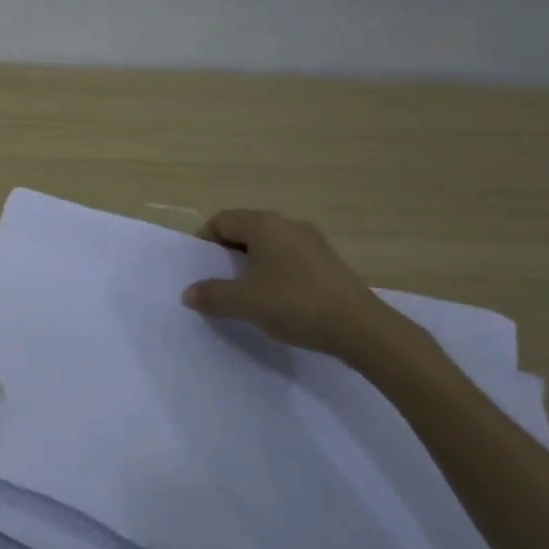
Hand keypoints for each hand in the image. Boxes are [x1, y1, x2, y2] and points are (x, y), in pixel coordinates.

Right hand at [181, 210, 399, 361]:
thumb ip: (212, 295)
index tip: (201, 269)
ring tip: (247, 293)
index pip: (222, 221)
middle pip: (246, 230)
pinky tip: (278, 300)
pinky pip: (290, 258)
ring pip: (269, 245)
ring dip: (252, 264)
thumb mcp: (243, 302)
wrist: (360, 327)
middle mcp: (288, 224)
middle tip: (219, 281)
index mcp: (264, 224)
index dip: (205, 242)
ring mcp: (313, 242)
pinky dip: (275, 272)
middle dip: (227, 253)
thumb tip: (189, 293)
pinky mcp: (329, 262)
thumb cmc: (293, 303)